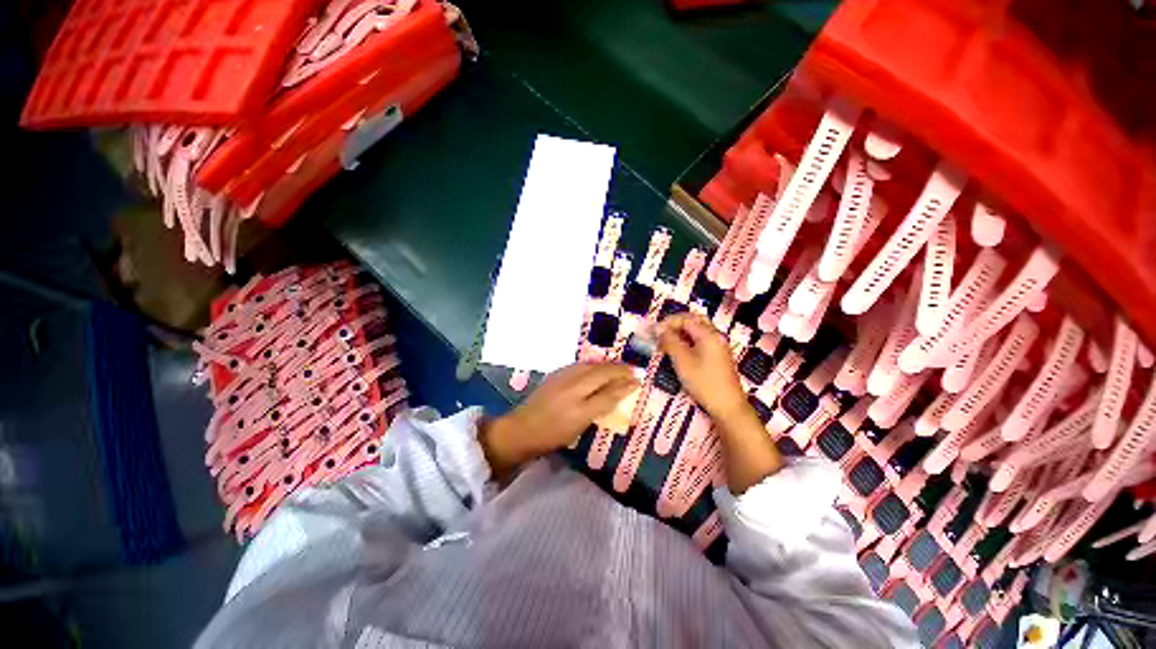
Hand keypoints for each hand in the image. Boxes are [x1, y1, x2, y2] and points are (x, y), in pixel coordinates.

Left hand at [481, 363, 637, 476]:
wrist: (521, 429)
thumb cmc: (552, 434)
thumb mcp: (580, 424)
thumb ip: (601, 405)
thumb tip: (620, 391)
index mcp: (580, 402)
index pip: (609, 387)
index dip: (625, 383)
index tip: (638, 379)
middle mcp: (572, 385)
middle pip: (601, 372)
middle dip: (619, 369)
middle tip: (632, 370)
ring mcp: (562, 377)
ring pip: (591, 366)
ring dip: (607, 365)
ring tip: (618, 367)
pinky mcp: (555, 375)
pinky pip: (580, 366)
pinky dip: (593, 365)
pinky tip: (596, 368)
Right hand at [657, 312, 781, 492]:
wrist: (728, 406)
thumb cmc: (704, 382)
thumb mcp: (682, 361)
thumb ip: (670, 342)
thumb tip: (659, 329)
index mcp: (709, 334)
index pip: (685, 319)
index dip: (668, 322)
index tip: (653, 331)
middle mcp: (716, 336)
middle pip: (694, 320)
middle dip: (676, 323)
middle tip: (661, 332)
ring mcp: (719, 346)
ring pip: (698, 330)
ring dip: (682, 331)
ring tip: (667, 340)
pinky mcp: (719, 356)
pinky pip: (702, 340)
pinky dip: (688, 340)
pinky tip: (679, 350)